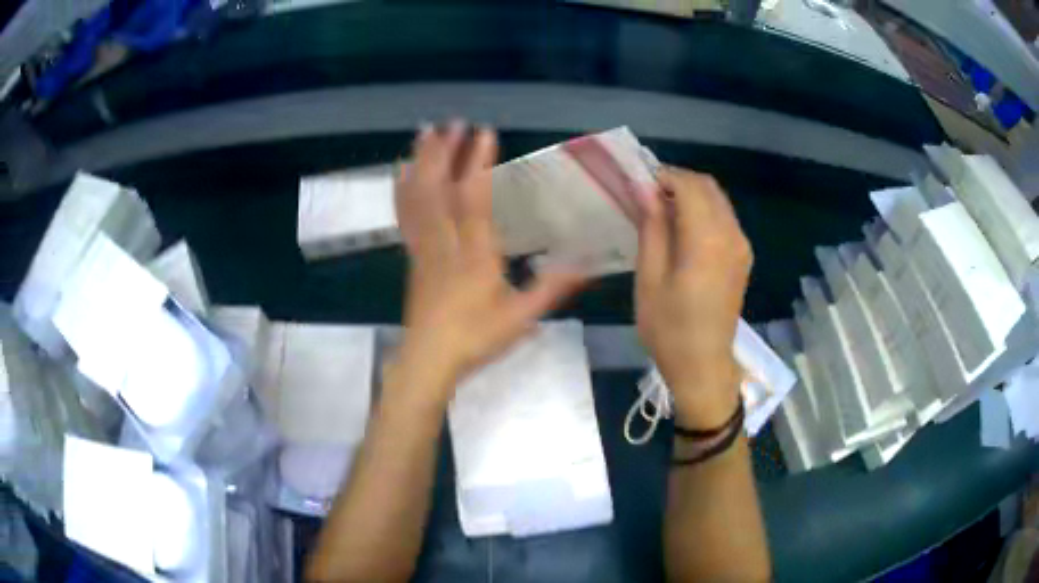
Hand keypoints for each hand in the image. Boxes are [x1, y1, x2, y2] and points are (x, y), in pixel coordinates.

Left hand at [390, 122, 584, 405]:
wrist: (429, 360)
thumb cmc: (475, 340)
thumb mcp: (522, 317)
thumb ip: (553, 288)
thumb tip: (589, 264)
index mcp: (475, 256)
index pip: (474, 201)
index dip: (478, 164)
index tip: (485, 133)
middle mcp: (446, 244)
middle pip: (439, 191)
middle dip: (445, 152)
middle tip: (451, 122)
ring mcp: (424, 248)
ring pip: (419, 199)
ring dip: (422, 162)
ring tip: (424, 132)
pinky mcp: (413, 256)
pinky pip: (406, 217)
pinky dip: (403, 190)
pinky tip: (401, 171)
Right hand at [635, 168, 752, 426]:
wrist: (703, 367)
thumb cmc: (669, 328)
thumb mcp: (650, 278)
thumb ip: (652, 227)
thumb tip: (644, 188)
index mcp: (708, 240)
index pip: (688, 185)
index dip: (662, 176)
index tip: (637, 185)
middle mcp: (732, 234)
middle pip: (707, 186)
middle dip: (677, 181)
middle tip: (647, 196)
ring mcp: (741, 245)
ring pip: (718, 199)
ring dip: (690, 195)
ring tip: (661, 212)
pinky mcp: (742, 256)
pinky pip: (724, 218)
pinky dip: (703, 211)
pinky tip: (682, 230)